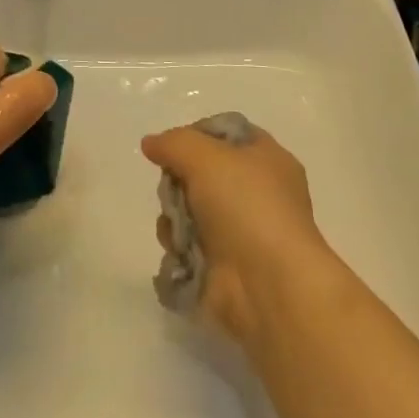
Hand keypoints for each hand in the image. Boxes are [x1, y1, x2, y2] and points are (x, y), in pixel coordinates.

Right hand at [141, 123, 338, 342]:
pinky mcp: (224, 263)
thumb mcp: (206, 157)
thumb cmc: (246, 207)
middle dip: (179, 180)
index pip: (226, 133)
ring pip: (190, 208)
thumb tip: (151, 143)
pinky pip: (188, 243)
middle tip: (175, 188)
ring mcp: (241, 230)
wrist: (268, 285)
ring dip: (174, 215)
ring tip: (178, 227)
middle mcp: (257, 192)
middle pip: (201, 171)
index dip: (196, 134)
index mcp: (267, 159)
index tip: (173, 146)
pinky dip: (179, 244)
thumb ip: (173, 143)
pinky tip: (181, 250)